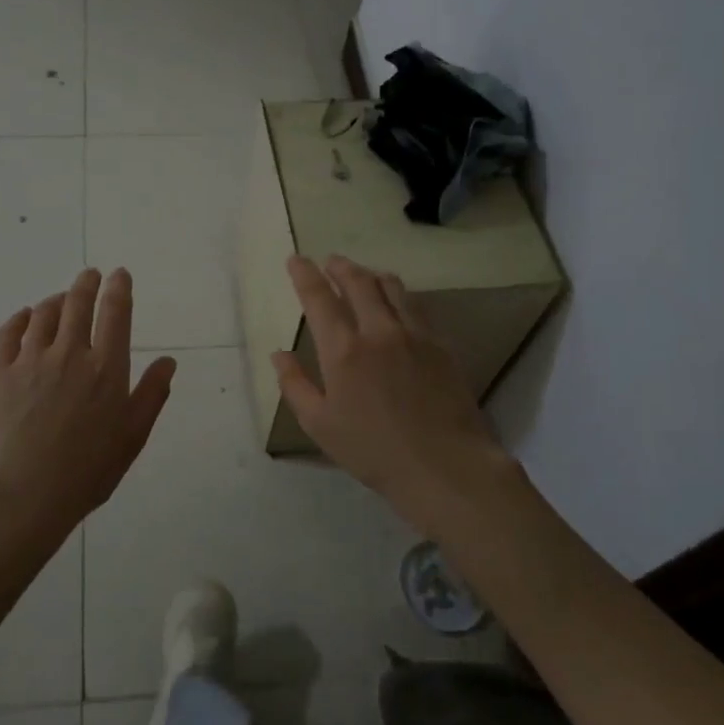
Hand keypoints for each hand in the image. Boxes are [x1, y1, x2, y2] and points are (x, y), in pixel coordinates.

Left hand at [0, 268, 177, 539]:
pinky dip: (19, 319)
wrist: (26, 492)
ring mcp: (31, 360)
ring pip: (43, 313)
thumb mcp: (133, 436)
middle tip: (90, 275)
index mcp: (106, 368)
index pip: (115, 312)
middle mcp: (70, 353)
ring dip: (55, 300)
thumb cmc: (89, 469)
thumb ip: (152, 394)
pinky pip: (8, 332)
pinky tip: (24, 318)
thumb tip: (168, 360)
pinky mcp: (0, 372)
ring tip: (61, 299)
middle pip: (77, 302)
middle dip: (86, 283)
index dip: (119, 288)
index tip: (119, 274)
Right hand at [273, 255, 512, 534]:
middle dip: (340, 266)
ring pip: (392, 287)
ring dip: (371, 275)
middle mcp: (378, 331)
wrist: (444, 465)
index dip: (305, 274)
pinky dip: (399, 295)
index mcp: (343, 350)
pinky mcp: (440, 344)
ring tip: (363, 275)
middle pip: (358, 282)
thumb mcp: (319, 425)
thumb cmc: (373, 450)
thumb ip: (295, 385)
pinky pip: (416, 306)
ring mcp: (414, 334)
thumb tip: (279, 354)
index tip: (296, 259)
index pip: (319, 298)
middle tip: (330, 262)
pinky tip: (398, 303)